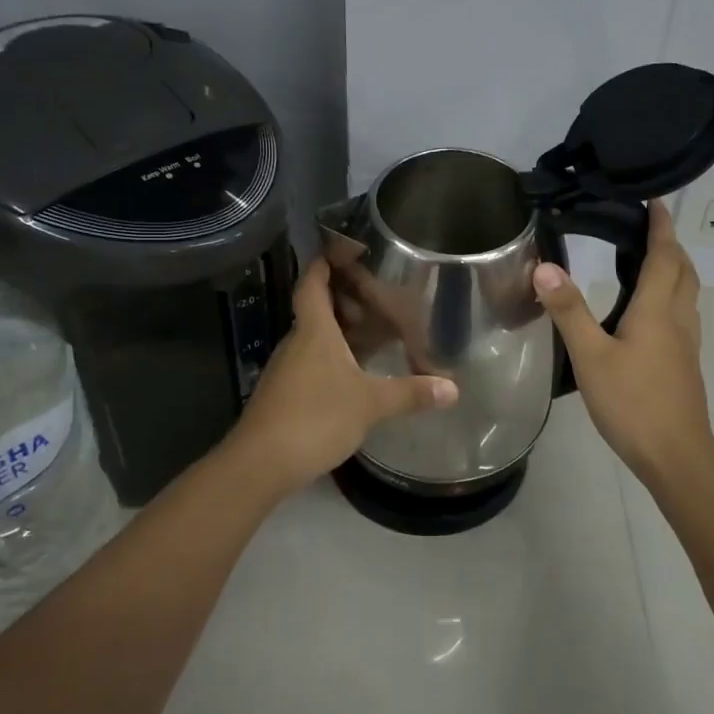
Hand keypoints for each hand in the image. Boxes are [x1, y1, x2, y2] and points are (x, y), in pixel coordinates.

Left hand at [224, 258, 458, 497]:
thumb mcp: (371, 404)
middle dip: (343, 301)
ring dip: (339, 333)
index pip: (313, 284)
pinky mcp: (283, 394)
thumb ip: (411, 393)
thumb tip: (453, 388)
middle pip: (316, 310)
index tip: (342, 250)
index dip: (324, 263)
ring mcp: (286, 369)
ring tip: (372, 337)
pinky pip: (309, 363)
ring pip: (313, 338)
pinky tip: (352, 376)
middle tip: (376, 300)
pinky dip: (331, 359)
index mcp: (315, 331)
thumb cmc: (316, 417)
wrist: (260, 463)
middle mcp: (297, 342)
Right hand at [533, 202, 713, 486]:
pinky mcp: (685, 364)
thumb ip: (569, 311)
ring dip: (674, 270)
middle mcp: (678, 319)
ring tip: (648, 262)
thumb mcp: (591, 357)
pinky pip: (682, 315)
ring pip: (687, 293)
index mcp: (658, 310)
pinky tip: (649, 314)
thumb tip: (545, 267)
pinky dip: (671, 296)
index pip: (665, 255)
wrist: (676, 455)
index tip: (654, 201)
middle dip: (670, 245)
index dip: (661, 226)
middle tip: (647, 229)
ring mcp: (686, 343)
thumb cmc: (633, 403)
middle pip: (684, 270)